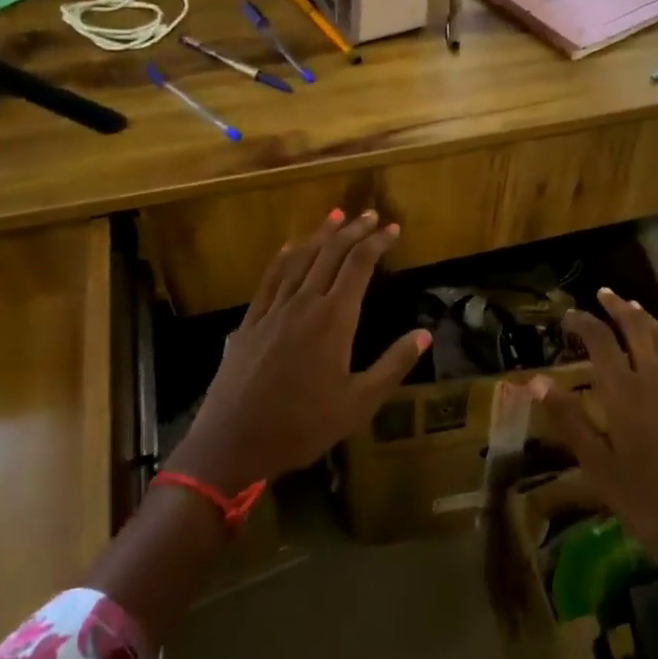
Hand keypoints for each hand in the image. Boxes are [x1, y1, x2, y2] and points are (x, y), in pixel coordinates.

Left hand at [170, 210, 429, 492]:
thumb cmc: (302, 426)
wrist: (232, 443)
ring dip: (320, 235)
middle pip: (330, 254)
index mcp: (333, 319)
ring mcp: (273, 311)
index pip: (359, 265)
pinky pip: (269, 280)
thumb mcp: (359, 403)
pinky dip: (283, 257)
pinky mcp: (250, 323)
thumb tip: (425, 334)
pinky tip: (289, 247)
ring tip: (335, 216)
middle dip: (353, 230)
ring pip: (299, 260)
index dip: (377, 242)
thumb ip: (393, 365)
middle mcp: (303, 304)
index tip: (393, 228)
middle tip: (370, 214)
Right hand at [542, 288, 657, 557]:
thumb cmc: (646, 499)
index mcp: (624, 392)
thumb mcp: (598, 466)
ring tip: (632, 307)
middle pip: (637, 331)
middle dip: (619, 309)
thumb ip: (569, 420)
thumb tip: (536, 380)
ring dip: (644, 319)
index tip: (568, 315)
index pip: (602, 343)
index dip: (585, 323)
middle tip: (604, 293)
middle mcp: (653, 381)